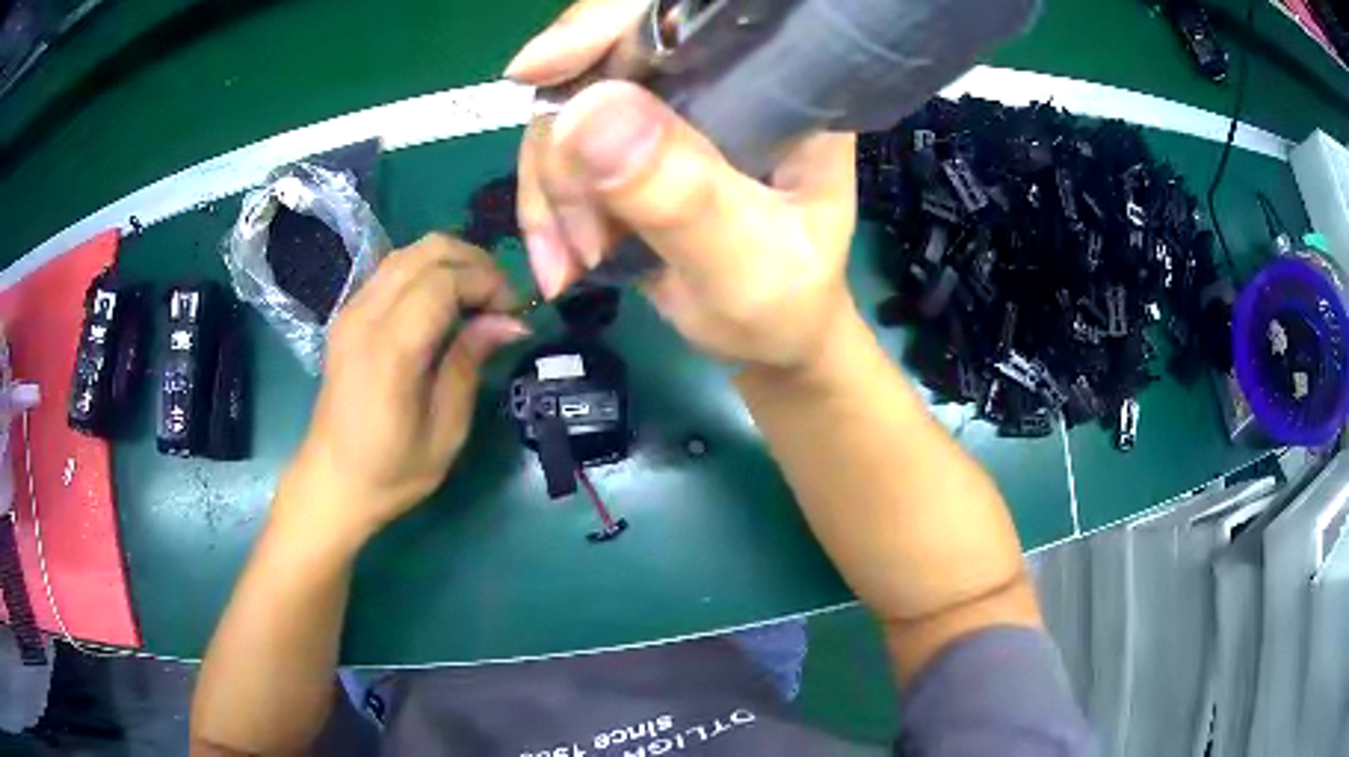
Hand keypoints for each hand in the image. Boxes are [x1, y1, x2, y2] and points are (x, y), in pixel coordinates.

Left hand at [278, 234, 527, 544]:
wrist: (332, 482)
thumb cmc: (392, 471)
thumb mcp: (445, 431)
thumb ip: (469, 365)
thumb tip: (510, 321)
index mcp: (389, 350)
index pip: (444, 280)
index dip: (487, 283)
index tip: (514, 311)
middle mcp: (365, 317)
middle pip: (427, 251)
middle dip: (474, 262)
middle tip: (500, 298)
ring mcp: (351, 310)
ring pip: (409, 253)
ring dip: (451, 262)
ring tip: (477, 297)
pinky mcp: (347, 314)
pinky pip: (392, 270)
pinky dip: (427, 271)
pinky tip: (443, 303)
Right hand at [508, 0, 858, 371]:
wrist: (764, 334)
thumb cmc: (782, 303)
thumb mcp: (748, 264)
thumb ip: (683, 196)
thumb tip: (587, 114)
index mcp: (776, 82)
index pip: (685, 15)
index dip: (606, 24)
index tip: (539, 70)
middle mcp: (718, 77)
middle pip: (605, 59)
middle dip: (566, 145)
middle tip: (578, 236)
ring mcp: (669, 106)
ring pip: (567, 107)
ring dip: (552, 189)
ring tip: (574, 261)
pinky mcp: (629, 140)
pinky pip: (558, 148)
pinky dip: (546, 205)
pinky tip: (561, 259)